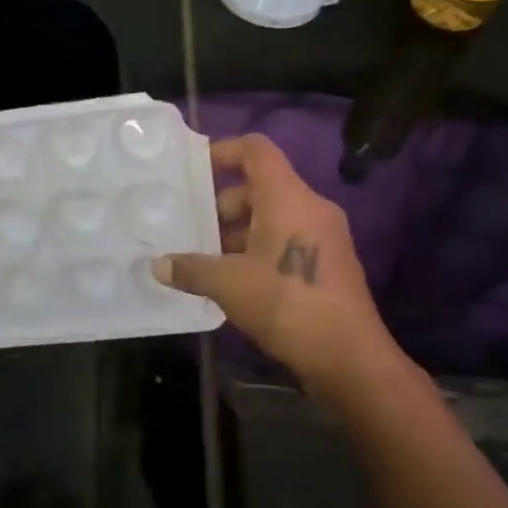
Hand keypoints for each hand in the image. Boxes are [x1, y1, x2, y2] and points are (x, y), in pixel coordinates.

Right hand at [154, 134, 397, 392]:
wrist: (349, 357)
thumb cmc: (288, 304)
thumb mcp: (229, 285)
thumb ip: (191, 269)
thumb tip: (158, 266)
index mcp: (288, 198)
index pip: (256, 150)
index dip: (223, 151)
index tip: (193, 172)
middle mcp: (310, 207)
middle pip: (260, 186)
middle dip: (222, 205)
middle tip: (191, 230)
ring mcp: (323, 236)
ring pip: (272, 216)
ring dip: (237, 232)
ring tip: (204, 260)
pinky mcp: (327, 263)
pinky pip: (286, 239)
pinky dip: (257, 249)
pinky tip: (232, 281)